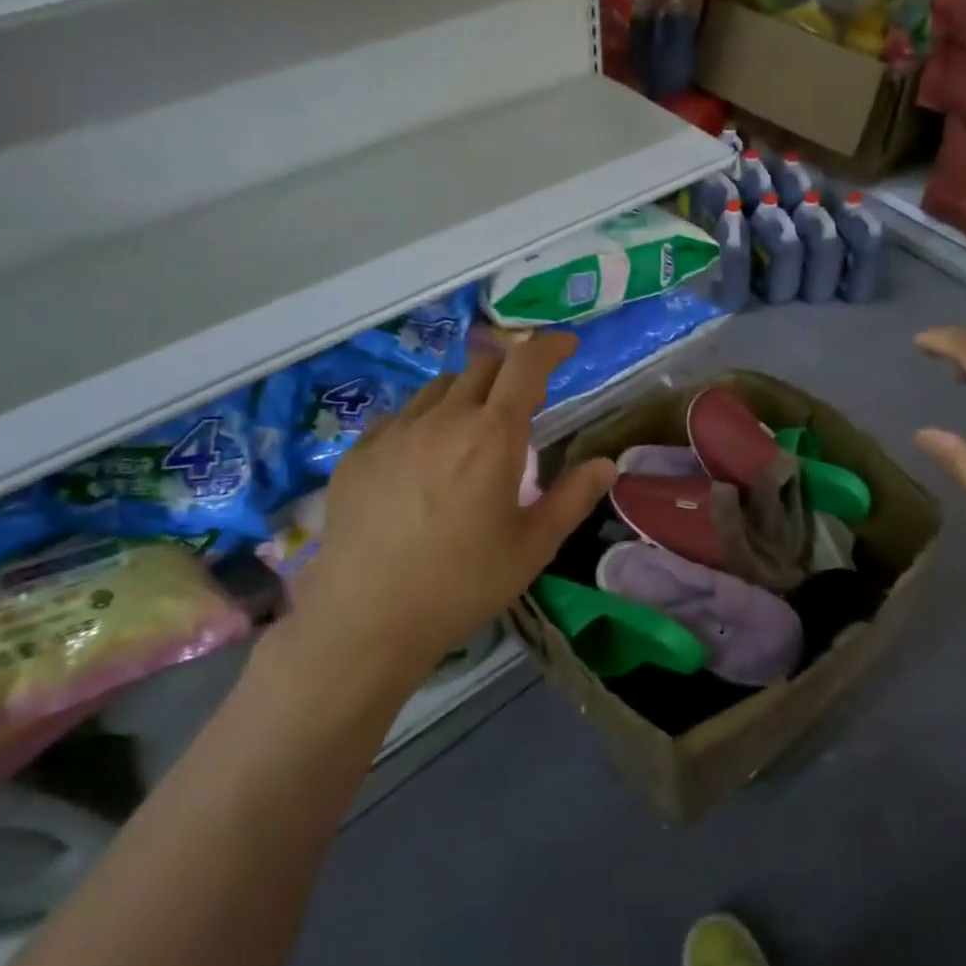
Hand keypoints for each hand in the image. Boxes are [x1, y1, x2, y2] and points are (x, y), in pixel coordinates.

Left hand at [256, 334, 615, 716]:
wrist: (367, 619)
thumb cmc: (462, 584)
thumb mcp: (533, 546)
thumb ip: (573, 497)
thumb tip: (607, 463)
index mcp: (492, 436)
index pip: (525, 366)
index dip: (550, 346)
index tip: (566, 345)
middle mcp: (442, 419)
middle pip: (482, 366)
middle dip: (510, 371)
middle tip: (522, 399)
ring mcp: (394, 432)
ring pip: (438, 388)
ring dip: (466, 394)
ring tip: (472, 431)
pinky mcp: (358, 453)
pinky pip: (400, 416)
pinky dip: (424, 421)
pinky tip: (423, 459)